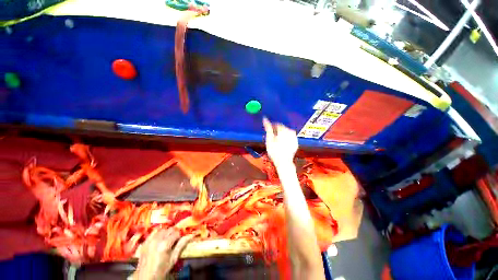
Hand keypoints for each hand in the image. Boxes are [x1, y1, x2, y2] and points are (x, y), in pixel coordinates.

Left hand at [133, 228, 193, 279]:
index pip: (177, 232)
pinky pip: (153, 232)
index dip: (181, 234)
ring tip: (169, 238)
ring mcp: (149, 240)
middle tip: (177, 238)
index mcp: (165, 244)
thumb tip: (191, 235)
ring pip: (162, 229)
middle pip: (170, 229)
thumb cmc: (162, 270)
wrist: (145, 278)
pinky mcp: (145, 242)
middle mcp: (157, 240)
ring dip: (167, 232)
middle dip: (175, 232)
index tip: (183, 236)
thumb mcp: (173, 259)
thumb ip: (181, 245)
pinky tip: (160, 238)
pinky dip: (158, 233)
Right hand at [263, 117, 297, 167]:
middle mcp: (291, 132)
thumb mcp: (269, 139)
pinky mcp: (296, 143)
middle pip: (283, 128)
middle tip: (272, 136)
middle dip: (277, 130)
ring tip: (277, 140)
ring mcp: (294, 138)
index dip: (272, 126)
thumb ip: (268, 128)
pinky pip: (290, 137)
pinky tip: (282, 143)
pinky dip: (286, 138)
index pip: (278, 124)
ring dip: (282, 134)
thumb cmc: (275, 151)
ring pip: (287, 132)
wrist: (284, 162)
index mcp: (284, 130)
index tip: (269, 130)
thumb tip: (265, 119)